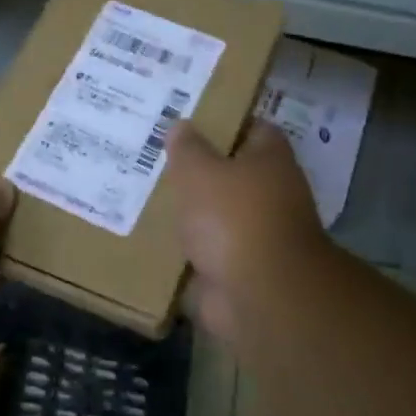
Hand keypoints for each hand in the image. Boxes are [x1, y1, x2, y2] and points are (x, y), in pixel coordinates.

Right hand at [165, 120, 331, 338]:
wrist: (258, 294)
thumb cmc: (234, 217)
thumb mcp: (200, 171)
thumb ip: (187, 148)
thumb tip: (181, 125)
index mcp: (270, 161)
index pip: (252, 129)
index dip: (224, 123)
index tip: (189, 120)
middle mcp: (270, 195)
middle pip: (231, 174)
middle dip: (199, 169)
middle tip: (156, 157)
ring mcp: (255, 235)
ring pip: (216, 214)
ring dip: (190, 212)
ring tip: (144, 195)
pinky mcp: (238, 269)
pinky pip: (206, 251)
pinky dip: (185, 249)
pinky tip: (150, 238)